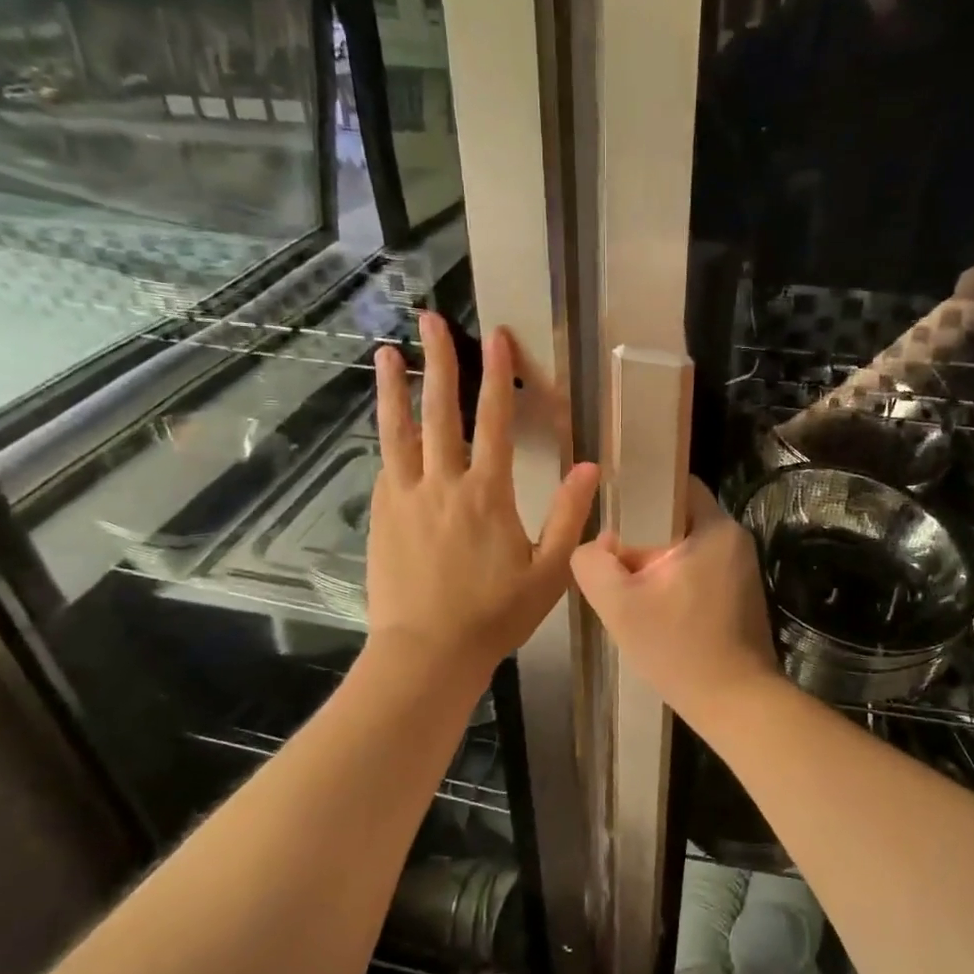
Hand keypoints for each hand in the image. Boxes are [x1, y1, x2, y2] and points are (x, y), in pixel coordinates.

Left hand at [367, 312, 598, 680]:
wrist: (427, 652)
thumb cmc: (494, 615)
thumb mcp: (548, 571)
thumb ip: (569, 516)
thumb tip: (591, 467)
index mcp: (487, 494)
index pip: (494, 421)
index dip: (496, 375)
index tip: (494, 335)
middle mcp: (442, 484)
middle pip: (439, 411)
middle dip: (437, 361)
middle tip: (430, 320)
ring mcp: (406, 498)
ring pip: (398, 431)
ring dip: (393, 389)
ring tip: (385, 354)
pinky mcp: (382, 515)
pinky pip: (386, 465)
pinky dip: (388, 437)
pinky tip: (387, 425)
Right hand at [570, 478, 778, 719]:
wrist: (735, 704)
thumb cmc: (679, 648)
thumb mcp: (618, 604)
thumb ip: (593, 563)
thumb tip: (599, 545)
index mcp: (715, 529)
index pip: (676, 484)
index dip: (641, 493)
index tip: (613, 517)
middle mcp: (735, 540)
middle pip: (678, 519)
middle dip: (644, 537)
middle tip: (616, 564)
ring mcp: (742, 570)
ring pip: (687, 549)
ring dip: (659, 564)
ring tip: (633, 592)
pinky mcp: (742, 596)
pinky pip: (701, 572)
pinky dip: (677, 583)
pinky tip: (658, 612)